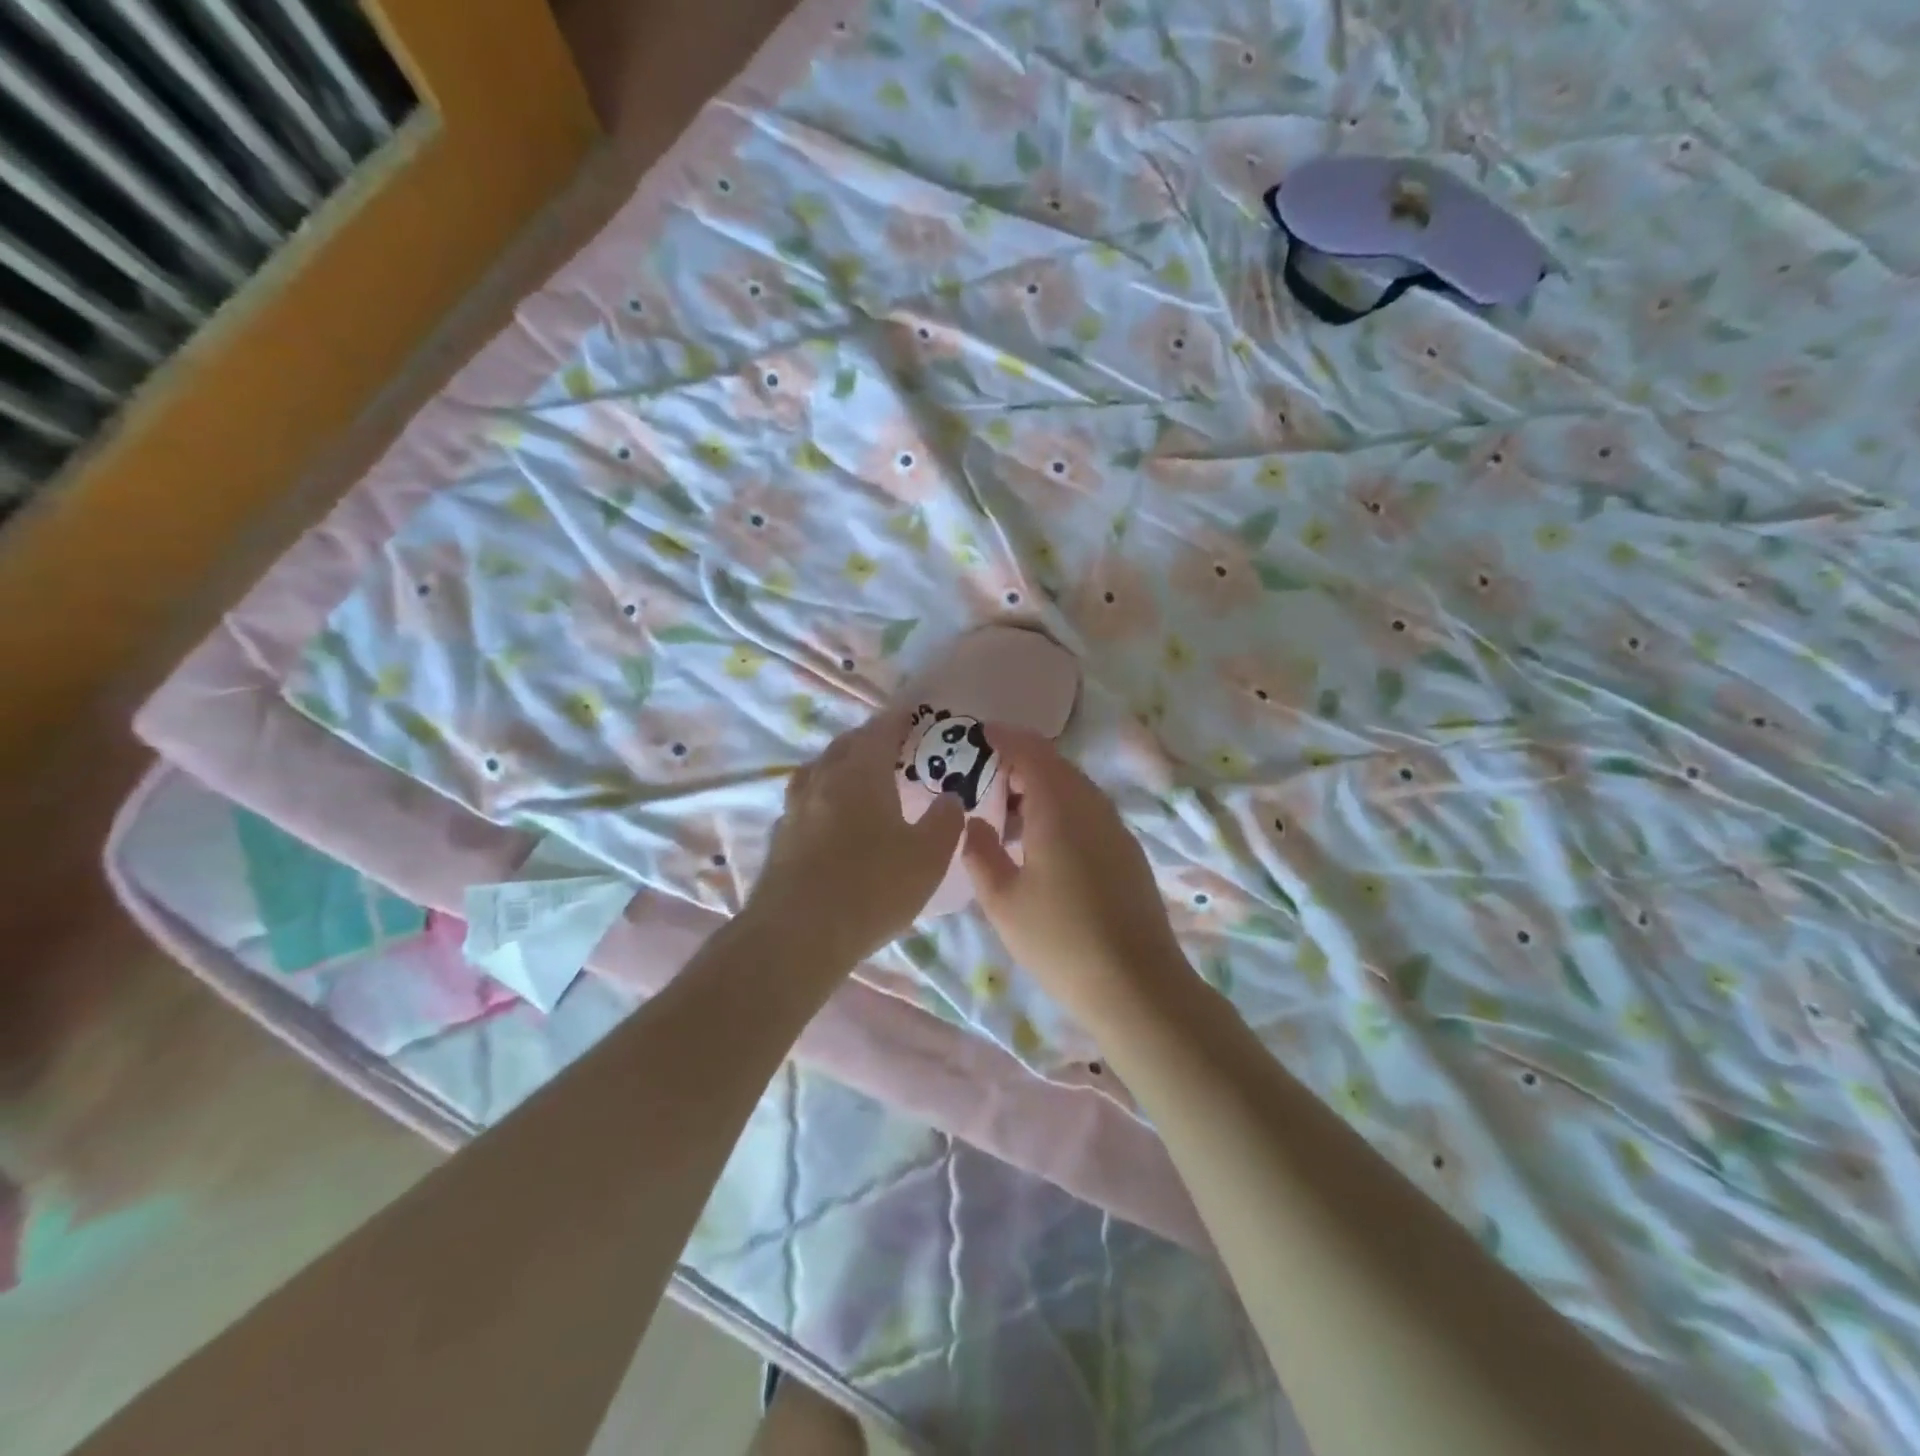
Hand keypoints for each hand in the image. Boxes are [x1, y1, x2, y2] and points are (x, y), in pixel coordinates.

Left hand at [748, 706, 965, 966]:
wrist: (797, 936)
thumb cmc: (872, 889)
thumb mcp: (928, 858)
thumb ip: (945, 822)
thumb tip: (951, 798)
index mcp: (861, 775)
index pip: (880, 731)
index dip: (898, 720)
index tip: (911, 714)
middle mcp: (823, 781)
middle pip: (845, 746)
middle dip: (867, 739)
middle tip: (889, 745)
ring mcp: (795, 809)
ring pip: (818, 771)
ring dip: (839, 764)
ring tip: (856, 775)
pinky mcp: (779, 838)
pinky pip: (803, 802)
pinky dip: (820, 797)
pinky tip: (828, 818)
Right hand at [960, 727, 1189, 1019]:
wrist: (1137, 986)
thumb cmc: (1060, 941)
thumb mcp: (1003, 901)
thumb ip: (981, 853)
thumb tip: (973, 822)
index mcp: (1059, 808)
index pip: (1031, 751)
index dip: (1004, 737)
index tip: (978, 734)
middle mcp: (1092, 807)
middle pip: (1056, 766)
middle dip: (1020, 762)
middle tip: (985, 777)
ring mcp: (1116, 829)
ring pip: (1075, 789)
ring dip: (1041, 787)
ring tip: (1009, 813)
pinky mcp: (1128, 852)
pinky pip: (1089, 812)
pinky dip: (1061, 809)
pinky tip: (1043, 842)